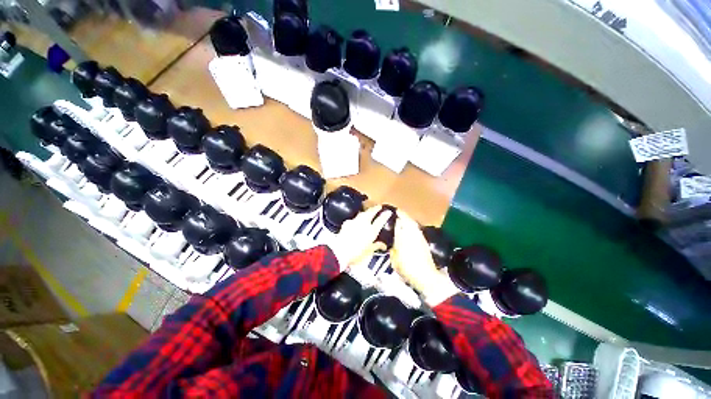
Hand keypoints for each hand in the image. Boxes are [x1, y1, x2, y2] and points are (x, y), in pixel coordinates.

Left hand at [330, 205, 391, 270]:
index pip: (380, 221)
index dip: (385, 215)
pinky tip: (356, 222)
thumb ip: (377, 246)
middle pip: (371, 212)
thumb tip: (383, 245)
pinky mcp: (347, 223)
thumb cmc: (356, 253)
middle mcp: (364, 223)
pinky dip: (357, 219)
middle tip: (379, 206)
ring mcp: (355, 222)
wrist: (340, 251)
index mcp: (372, 231)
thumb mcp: (369, 251)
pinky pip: (354, 219)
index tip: (388, 211)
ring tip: (369, 212)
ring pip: (362, 214)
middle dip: (376, 208)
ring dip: (366, 212)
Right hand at [390, 210, 458, 306]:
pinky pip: (417, 229)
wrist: (425, 275)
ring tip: (403, 218)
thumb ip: (392, 249)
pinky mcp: (424, 241)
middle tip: (398, 212)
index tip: (392, 212)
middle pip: (407, 219)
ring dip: (408, 219)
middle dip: (402, 214)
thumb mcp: (394, 260)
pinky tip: (410, 228)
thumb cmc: (407, 268)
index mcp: (402, 236)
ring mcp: (419, 236)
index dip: (395, 216)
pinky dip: (413, 226)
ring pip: (413, 223)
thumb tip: (392, 244)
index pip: (398, 222)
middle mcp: (411, 233)